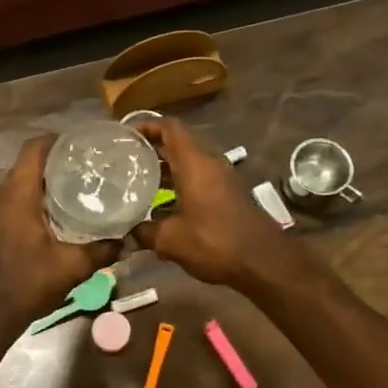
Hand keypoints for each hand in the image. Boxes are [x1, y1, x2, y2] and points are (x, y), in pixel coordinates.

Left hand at [0, 137, 121, 333]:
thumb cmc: (26, 284)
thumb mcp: (70, 268)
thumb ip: (101, 251)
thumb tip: (127, 241)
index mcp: (17, 194)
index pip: (34, 148)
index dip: (58, 141)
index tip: (85, 146)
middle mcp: (0, 195)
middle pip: (28, 163)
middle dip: (57, 161)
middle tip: (88, 168)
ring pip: (20, 182)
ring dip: (45, 181)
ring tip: (76, 188)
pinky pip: (13, 199)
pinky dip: (33, 198)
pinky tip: (55, 215)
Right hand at [132, 117, 304, 290]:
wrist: (264, 262)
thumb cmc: (215, 241)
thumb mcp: (171, 240)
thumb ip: (145, 232)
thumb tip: (127, 233)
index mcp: (195, 163)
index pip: (169, 128)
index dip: (146, 125)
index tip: (125, 135)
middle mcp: (209, 164)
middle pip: (177, 145)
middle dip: (150, 150)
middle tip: (123, 160)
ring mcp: (222, 180)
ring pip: (188, 165)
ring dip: (164, 171)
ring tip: (137, 184)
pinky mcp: (228, 196)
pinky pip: (198, 181)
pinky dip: (179, 186)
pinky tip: (162, 209)